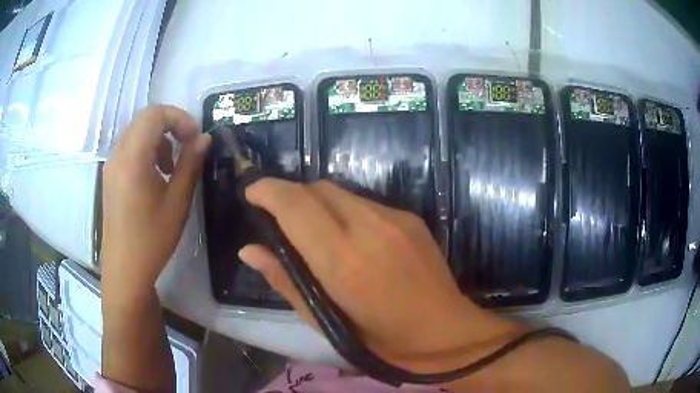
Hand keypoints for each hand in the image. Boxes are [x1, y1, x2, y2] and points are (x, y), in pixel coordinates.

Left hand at [101, 106, 210, 299]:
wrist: (125, 269)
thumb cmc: (152, 239)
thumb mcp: (177, 202)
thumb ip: (191, 164)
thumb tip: (204, 139)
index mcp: (133, 158)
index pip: (155, 114)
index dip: (180, 118)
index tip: (195, 139)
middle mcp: (118, 154)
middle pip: (145, 118)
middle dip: (171, 125)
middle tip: (187, 147)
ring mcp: (111, 164)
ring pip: (137, 131)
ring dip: (159, 138)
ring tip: (170, 166)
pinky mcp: (110, 175)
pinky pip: (129, 147)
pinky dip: (147, 149)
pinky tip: (155, 176)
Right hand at [239, 179, 521, 371]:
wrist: (446, 333)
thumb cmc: (382, 341)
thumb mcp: (326, 322)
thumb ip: (286, 281)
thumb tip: (250, 251)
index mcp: (344, 262)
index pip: (296, 206)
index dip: (268, 191)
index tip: (251, 192)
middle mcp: (371, 229)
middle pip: (318, 188)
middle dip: (291, 194)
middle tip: (278, 217)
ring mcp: (396, 219)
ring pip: (341, 192)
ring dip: (317, 202)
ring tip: (313, 230)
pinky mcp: (411, 217)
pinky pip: (365, 202)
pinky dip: (344, 210)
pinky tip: (349, 237)